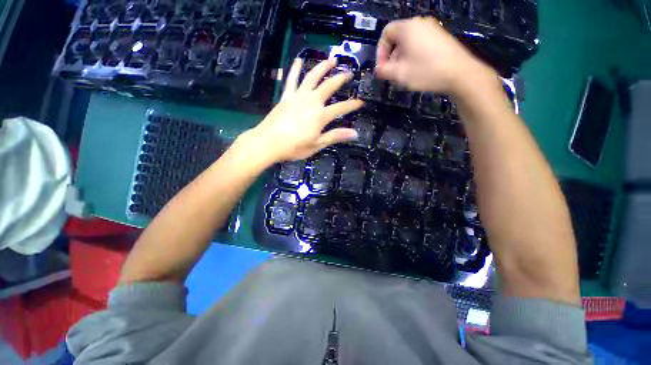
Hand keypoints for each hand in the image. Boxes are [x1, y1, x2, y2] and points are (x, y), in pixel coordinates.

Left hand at [239, 58, 362, 163]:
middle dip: (340, 79)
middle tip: (349, 72)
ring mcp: (298, 96)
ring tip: (331, 59)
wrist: (269, 143)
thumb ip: (335, 136)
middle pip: (329, 86)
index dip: (352, 105)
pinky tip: (298, 60)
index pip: (341, 108)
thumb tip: (355, 133)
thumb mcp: (317, 144)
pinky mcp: (286, 96)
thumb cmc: (294, 147)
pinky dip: (295, 69)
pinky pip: (291, 80)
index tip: (360, 102)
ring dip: (322, 67)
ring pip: (312, 77)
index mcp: (320, 116)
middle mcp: (311, 101)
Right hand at [375, 17, 496, 95]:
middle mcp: (420, 23)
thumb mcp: (399, 74)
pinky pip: (420, 43)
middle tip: (393, 73)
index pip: (386, 33)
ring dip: (402, 57)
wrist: (460, 73)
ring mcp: (432, 29)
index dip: (380, 51)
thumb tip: (378, 69)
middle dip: (391, 56)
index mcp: (408, 28)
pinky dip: (413, 55)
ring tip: (405, 73)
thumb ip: (383, 70)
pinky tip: (418, 69)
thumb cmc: (426, 71)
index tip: (382, 67)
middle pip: (397, 37)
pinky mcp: (440, 37)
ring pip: (409, 42)